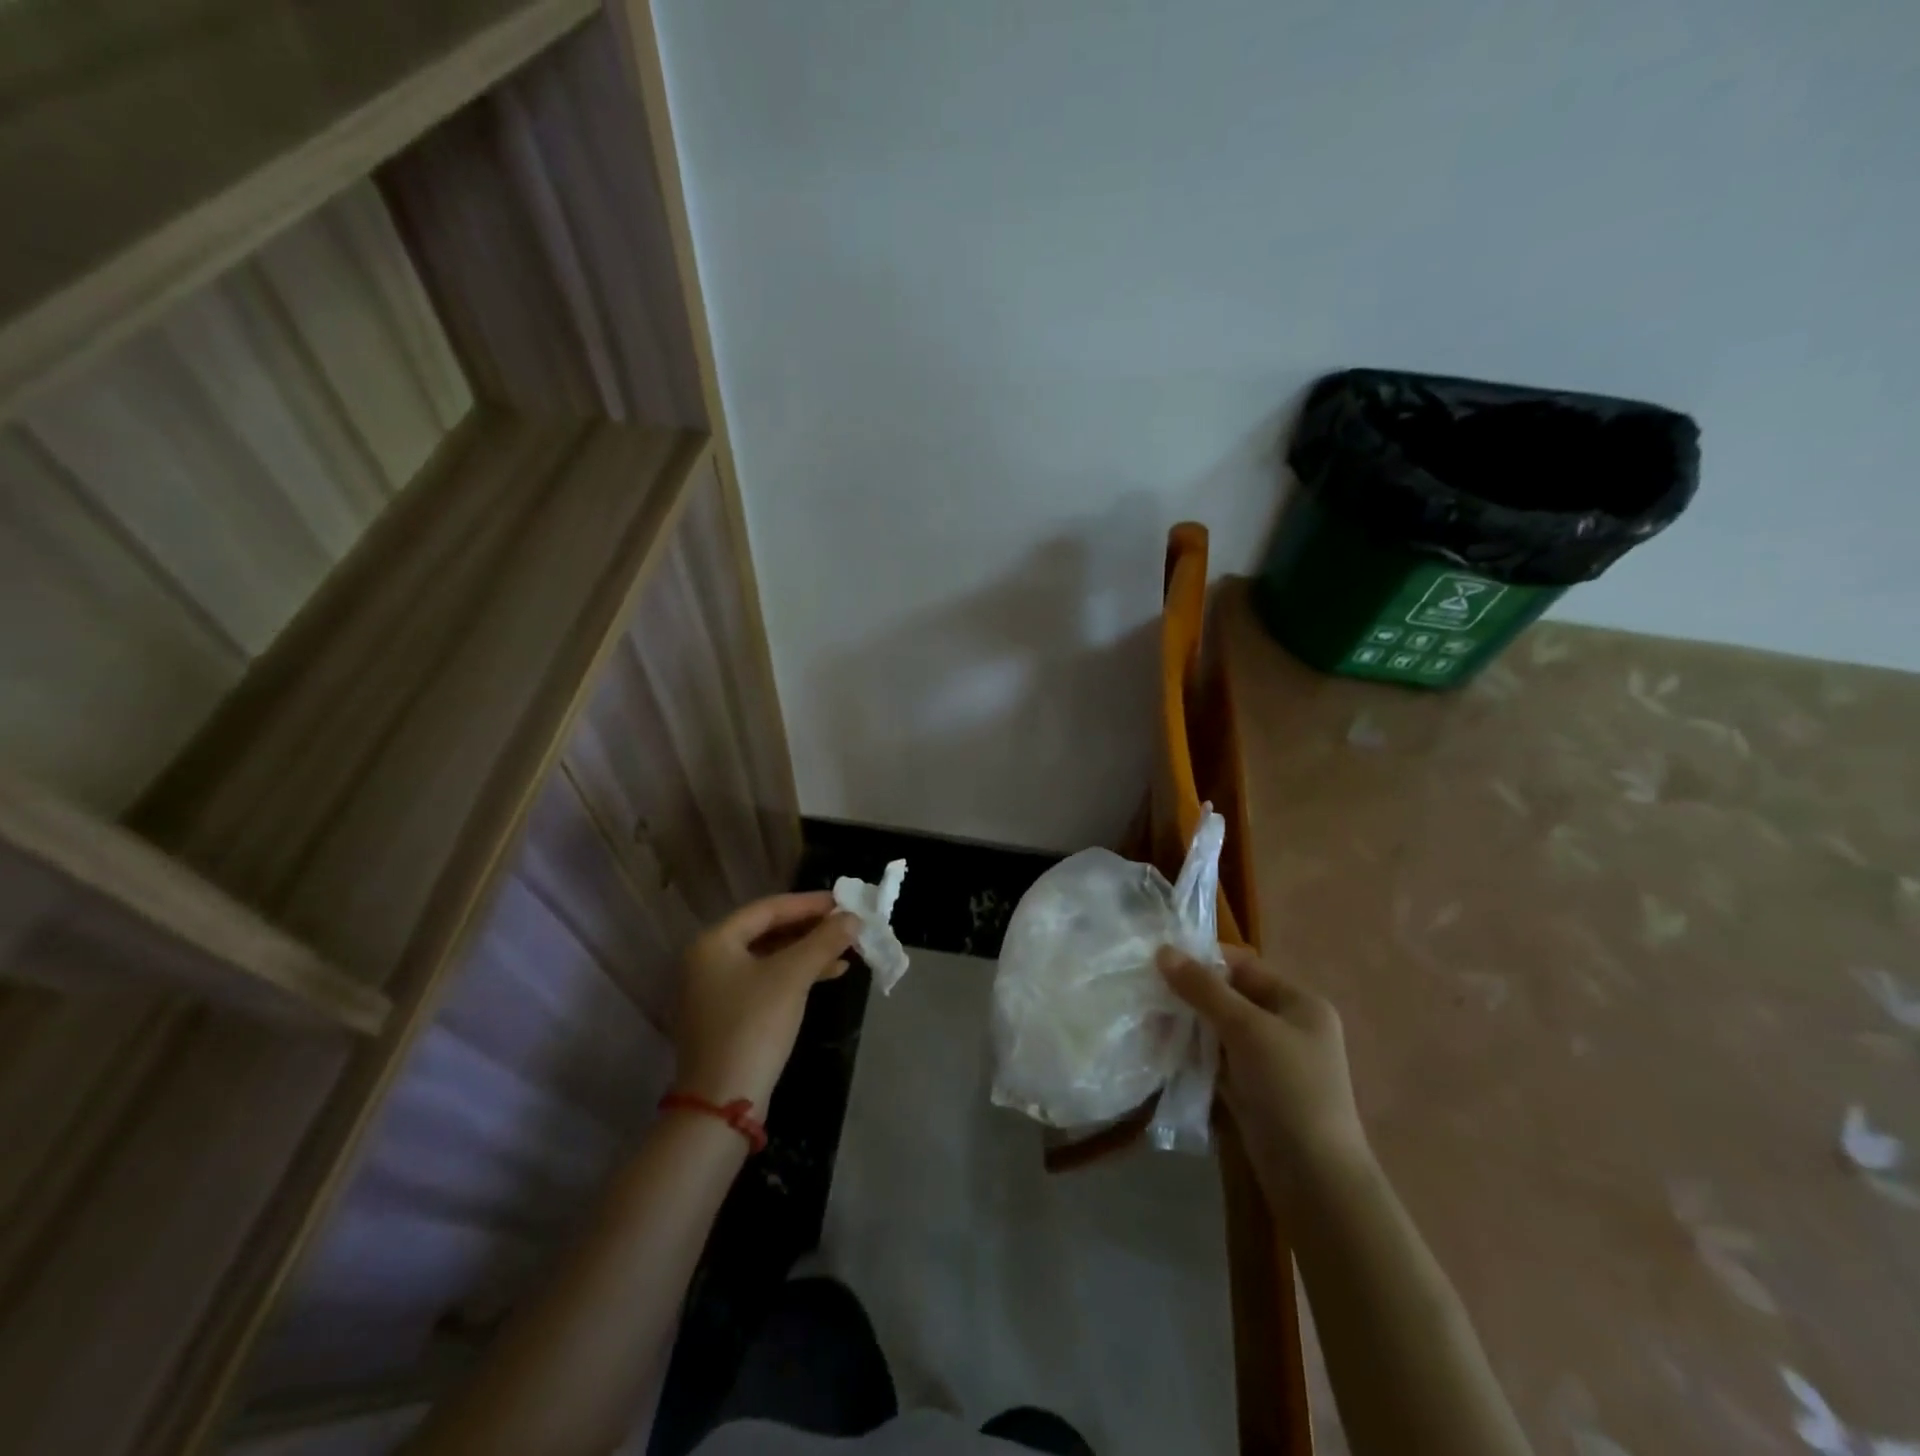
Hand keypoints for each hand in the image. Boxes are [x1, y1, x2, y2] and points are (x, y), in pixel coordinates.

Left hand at [673, 893, 857, 1113]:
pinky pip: (766, 981)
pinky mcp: (728, 1016)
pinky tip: (828, 976)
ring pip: (770, 958)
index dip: (808, 903)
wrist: (722, 1103)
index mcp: (714, 942)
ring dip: (807, 952)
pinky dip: (796, 975)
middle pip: (767, 931)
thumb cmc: (754, 1026)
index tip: (843, 901)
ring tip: (846, 951)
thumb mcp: (793, 977)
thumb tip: (854, 918)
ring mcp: (715, 990)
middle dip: (811, 929)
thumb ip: (824, 941)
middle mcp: (708, 960)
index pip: (768, 909)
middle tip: (847, 925)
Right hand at [1158, 944, 1370, 1188]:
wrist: (1314, 1178)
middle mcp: (1287, 1026)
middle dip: (1189, 995)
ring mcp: (1269, 1061)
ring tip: (1146, 1022)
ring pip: (1219, 1030)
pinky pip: (1216, 1059)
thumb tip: (1162, 951)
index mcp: (1299, 1003)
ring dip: (1186, 1025)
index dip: (1203, 960)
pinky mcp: (1252, 1090)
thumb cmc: (1289, 1088)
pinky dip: (1192, 1053)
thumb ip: (1203, 989)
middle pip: (1229, 997)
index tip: (1159, 961)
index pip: (1244, 966)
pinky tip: (1161, 1050)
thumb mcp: (1246, 1028)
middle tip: (1147, 993)